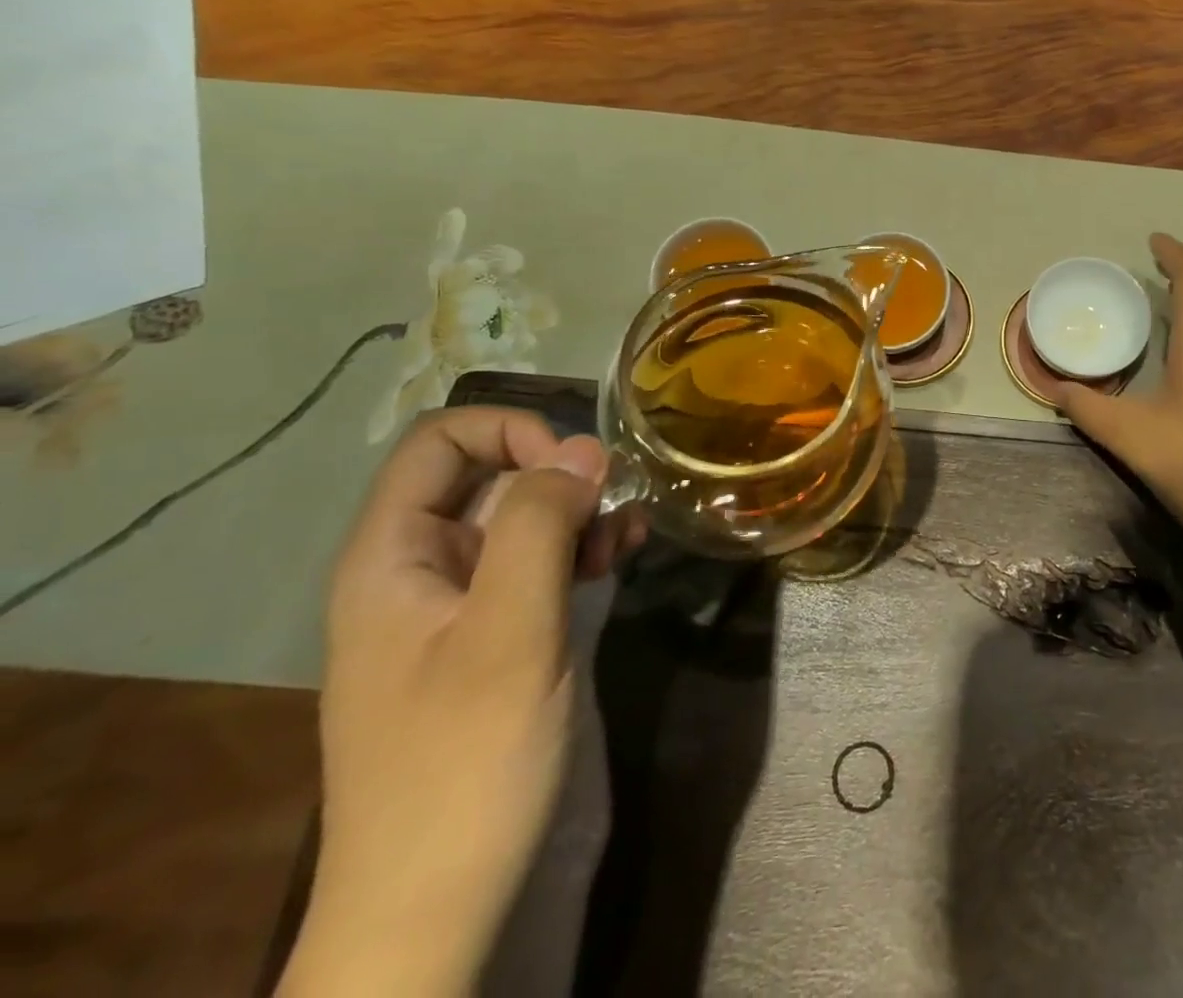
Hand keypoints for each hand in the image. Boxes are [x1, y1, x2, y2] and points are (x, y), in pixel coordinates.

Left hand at [282, 408, 640, 997]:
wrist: (433, 908)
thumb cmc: (464, 762)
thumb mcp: (510, 632)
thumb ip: (541, 526)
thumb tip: (583, 447)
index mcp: (392, 557)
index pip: (440, 443)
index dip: (510, 434)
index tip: (575, 469)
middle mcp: (417, 569)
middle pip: (488, 478)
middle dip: (559, 477)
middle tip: (616, 505)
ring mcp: (455, 606)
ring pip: (520, 520)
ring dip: (578, 514)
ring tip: (630, 532)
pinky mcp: (491, 638)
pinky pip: (534, 566)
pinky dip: (579, 551)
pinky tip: (621, 555)